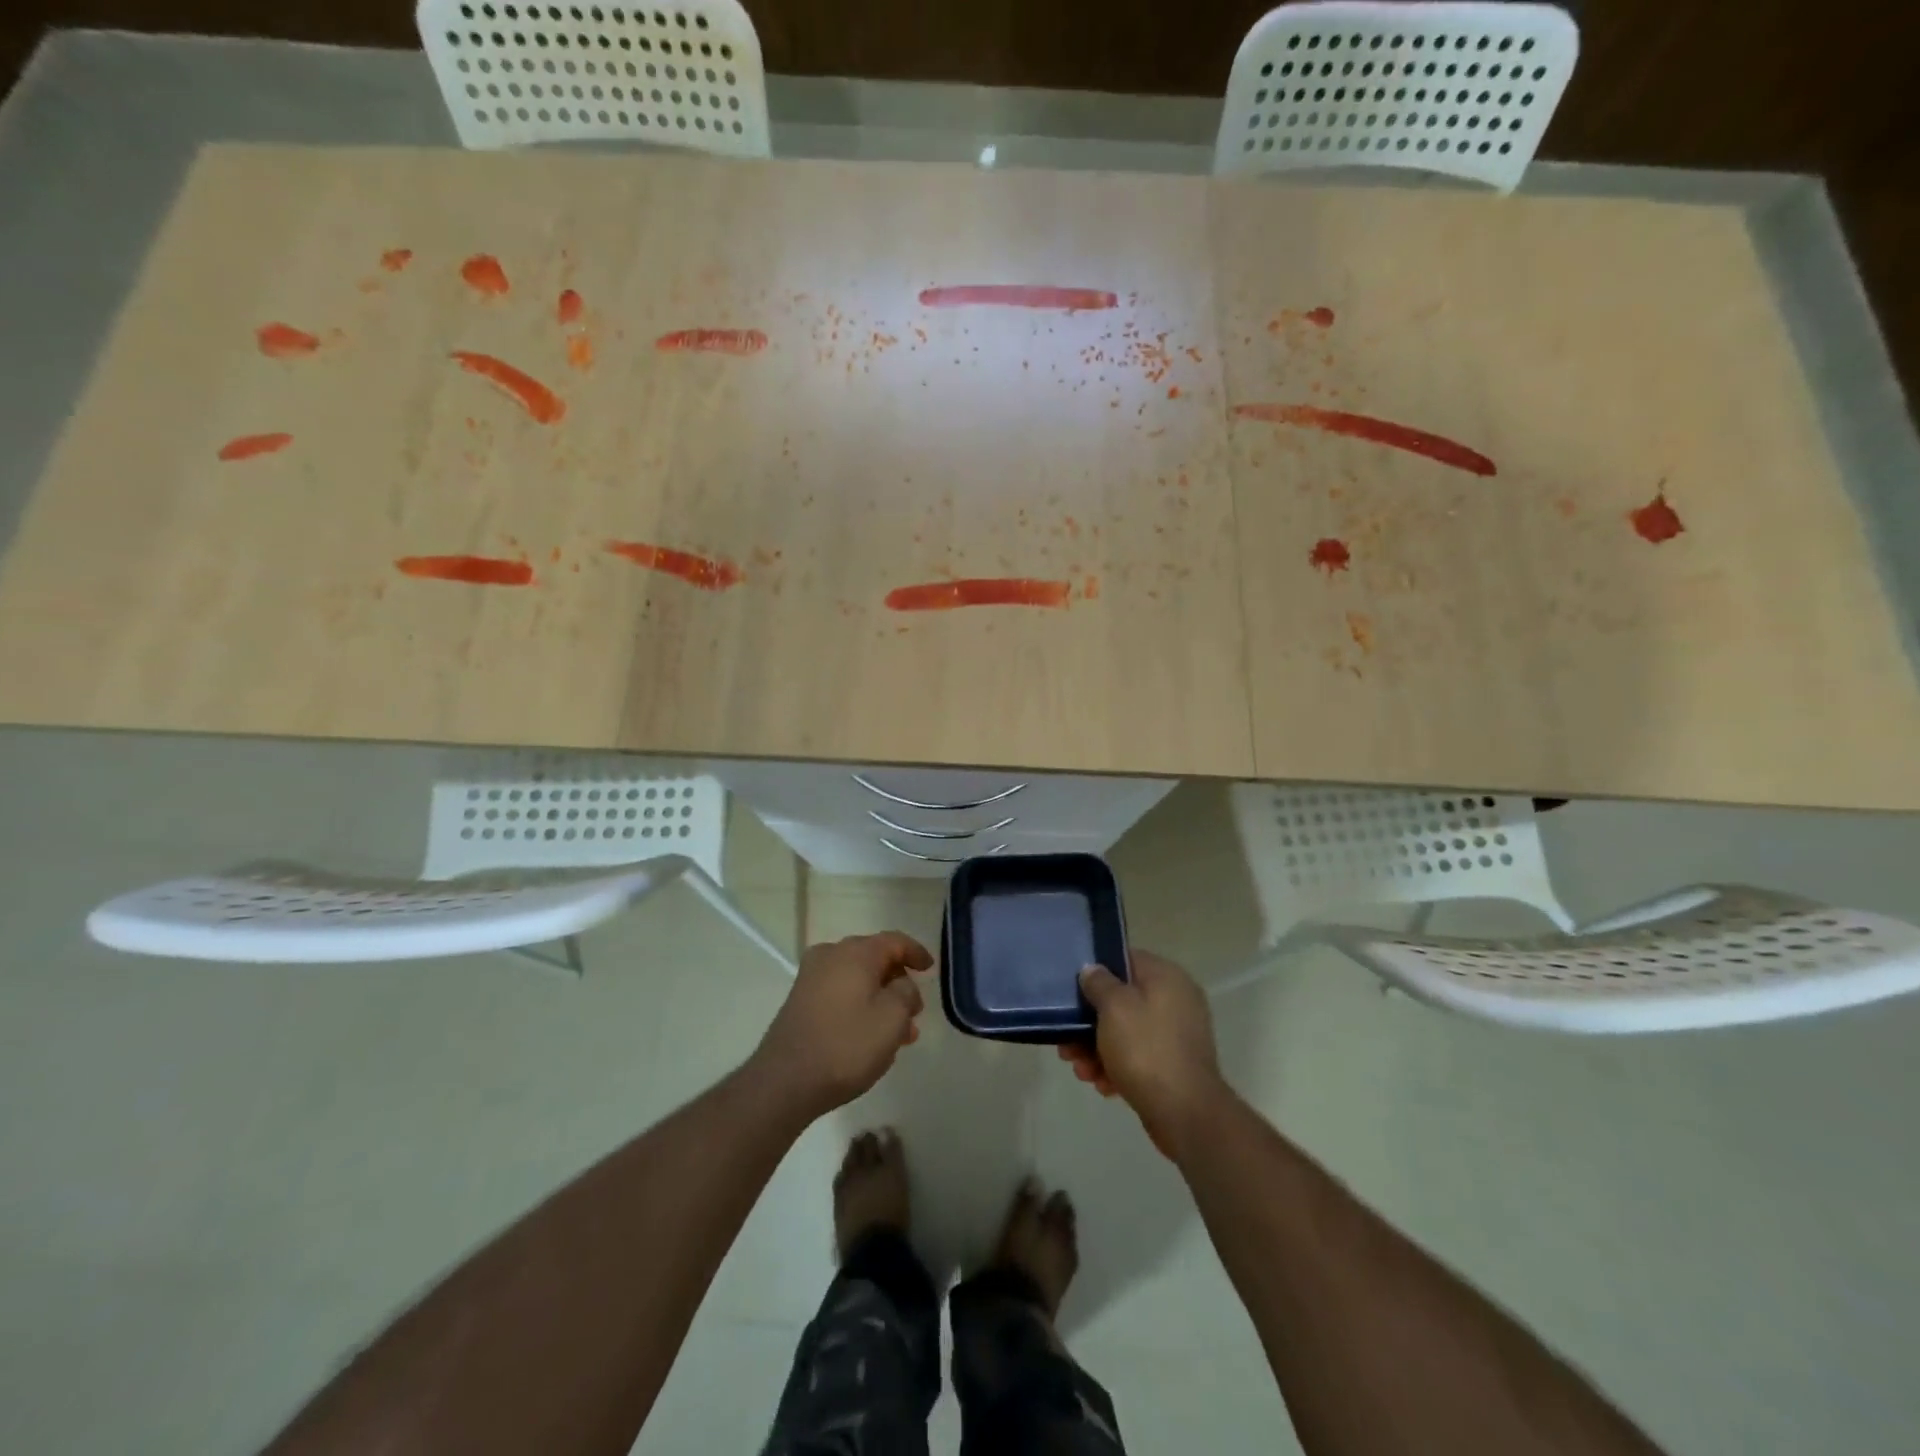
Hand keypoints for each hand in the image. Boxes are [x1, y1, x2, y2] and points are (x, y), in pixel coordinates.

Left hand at [752, 932, 931, 1116]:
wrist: (785, 1081)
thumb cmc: (846, 1045)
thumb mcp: (893, 1019)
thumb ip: (906, 993)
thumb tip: (901, 984)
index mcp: (856, 952)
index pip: (894, 941)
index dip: (916, 952)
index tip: (931, 969)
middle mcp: (831, 955)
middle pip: (874, 958)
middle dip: (898, 981)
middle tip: (915, 1010)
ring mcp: (811, 977)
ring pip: (857, 979)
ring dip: (880, 998)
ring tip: (899, 1033)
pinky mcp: (799, 1000)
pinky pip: (840, 992)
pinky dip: (859, 1005)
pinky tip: (870, 1035)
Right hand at [1059, 949, 1227, 1157]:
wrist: (1186, 1113)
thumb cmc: (1145, 1049)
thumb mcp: (1114, 1008)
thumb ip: (1099, 983)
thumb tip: (1092, 969)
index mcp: (1166, 977)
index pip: (1126, 959)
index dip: (1097, 971)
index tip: (1074, 989)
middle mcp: (1176, 1000)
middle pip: (1122, 1000)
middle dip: (1091, 1022)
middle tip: (1068, 1041)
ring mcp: (1178, 1034)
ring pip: (1127, 1031)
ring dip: (1099, 1048)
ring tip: (1080, 1070)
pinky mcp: (1174, 1065)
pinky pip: (1139, 1056)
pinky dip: (1118, 1066)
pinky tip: (1102, 1085)